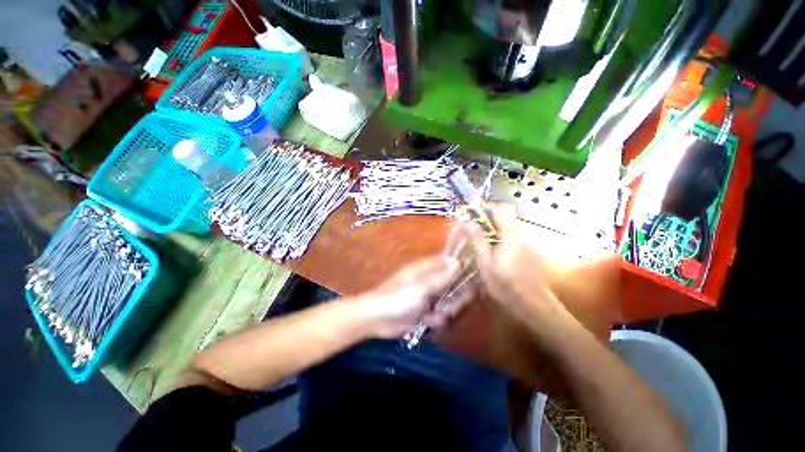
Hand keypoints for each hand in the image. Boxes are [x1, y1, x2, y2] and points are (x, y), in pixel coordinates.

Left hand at [355, 256, 462, 338]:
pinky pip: (440, 315)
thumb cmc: (398, 298)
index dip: (461, 269)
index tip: (472, 280)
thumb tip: (458, 262)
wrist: (377, 319)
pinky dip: (435, 319)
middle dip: (455, 298)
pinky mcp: (425, 311)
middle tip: (447, 306)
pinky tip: (426, 321)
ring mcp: (428, 296)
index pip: (450, 263)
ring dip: (444, 311)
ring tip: (433, 315)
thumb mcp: (421, 288)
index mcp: (427, 269)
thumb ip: (441, 277)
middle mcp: (430, 280)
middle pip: (453, 285)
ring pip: (449, 302)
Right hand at [469, 204, 560, 321]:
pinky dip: (499, 236)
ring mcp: (526, 241)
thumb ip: (478, 240)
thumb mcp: (486, 264)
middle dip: (486, 218)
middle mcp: (521, 234)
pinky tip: (491, 250)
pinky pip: (511, 235)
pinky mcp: (528, 249)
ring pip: (507, 225)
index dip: (485, 208)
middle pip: (504, 215)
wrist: (533, 305)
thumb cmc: (506, 285)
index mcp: (511, 235)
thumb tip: (467, 221)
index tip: (471, 214)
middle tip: (472, 228)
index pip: (500, 209)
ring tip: (479, 240)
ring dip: (492, 227)